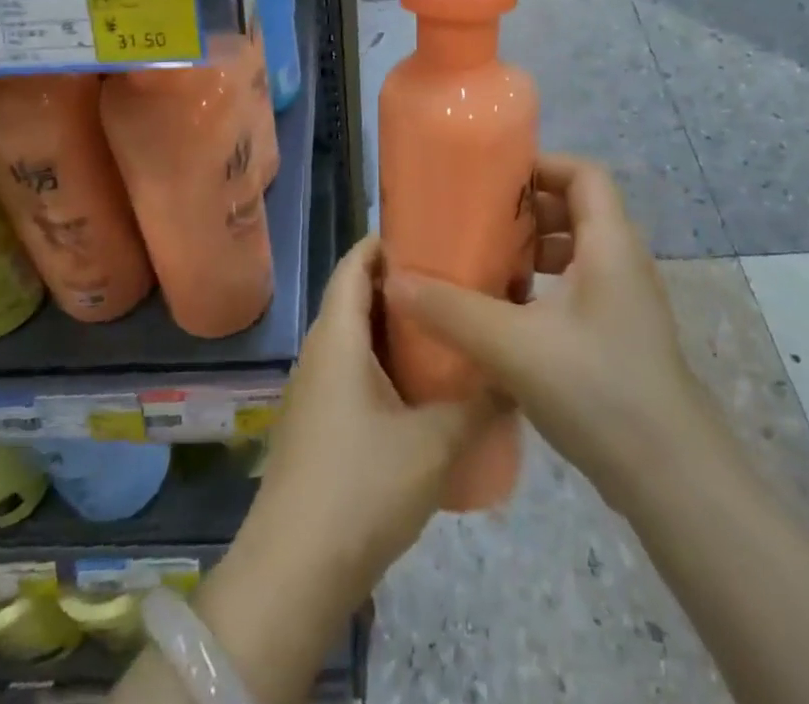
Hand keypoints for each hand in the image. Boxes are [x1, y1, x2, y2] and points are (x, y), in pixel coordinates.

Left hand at [242, 234, 493, 602]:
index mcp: (338, 336)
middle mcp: (321, 350)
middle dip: (404, 285)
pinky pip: (354, 370)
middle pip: (358, 295)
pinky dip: (387, 363)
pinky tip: (425, 387)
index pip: (355, 263)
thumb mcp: (433, 444)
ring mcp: (315, 388)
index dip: (388, 242)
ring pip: (358, 337)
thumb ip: (479, 405)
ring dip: (397, 329)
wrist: (293, 574)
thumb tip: (515, 375)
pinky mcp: (319, 422)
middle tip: (457, 281)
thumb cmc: (360, 488)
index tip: (434, 234)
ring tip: (450, 328)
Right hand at [384, 153, 701, 507]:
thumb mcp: (515, 346)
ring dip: (534, 252)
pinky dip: (544, 288)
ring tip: (487, 266)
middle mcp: (623, 263)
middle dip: (528, 211)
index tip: (493, 180)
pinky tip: (508, 318)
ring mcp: (626, 304)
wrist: (673, 481)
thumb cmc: (599, 390)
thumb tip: (394, 281)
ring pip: (577, 253)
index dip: (541, 166)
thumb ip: (452, 311)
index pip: (584, 174)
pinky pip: (579, 289)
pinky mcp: (620, 338)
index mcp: (610, 244)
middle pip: (578, 209)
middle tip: (479, 223)